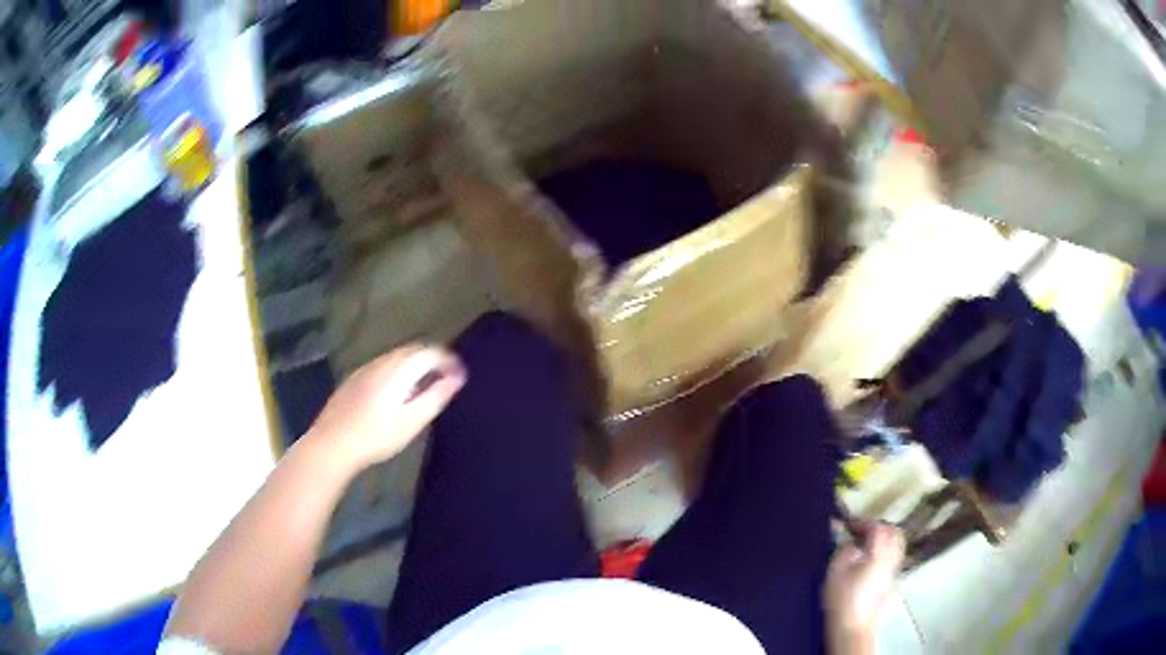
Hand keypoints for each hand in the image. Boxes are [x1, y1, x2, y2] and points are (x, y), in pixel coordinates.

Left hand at [306, 345, 465, 472]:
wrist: (333, 443)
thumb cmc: (377, 436)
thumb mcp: (412, 421)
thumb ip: (436, 396)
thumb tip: (457, 377)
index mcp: (398, 369)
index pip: (430, 352)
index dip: (448, 359)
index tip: (460, 374)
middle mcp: (381, 361)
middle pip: (412, 350)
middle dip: (432, 358)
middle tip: (446, 377)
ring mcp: (365, 368)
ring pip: (395, 356)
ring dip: (414, 363)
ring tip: (424, 385)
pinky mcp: (353, 378)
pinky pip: (382, 365)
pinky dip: (397, 370)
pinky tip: (395, 391)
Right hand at [824, 522, 904, 653]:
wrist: (853, 626)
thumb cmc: (842, 598)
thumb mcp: (835, 571)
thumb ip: (844, 550)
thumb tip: (852, 542)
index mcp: (879, 553)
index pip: (877, 528)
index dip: (864, 523)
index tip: (849, 525)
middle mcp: (892, 558)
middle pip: (894, 533)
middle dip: (879, 527)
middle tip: (862, 531)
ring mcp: (895, 570)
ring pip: (898, 544)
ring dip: (886, 538)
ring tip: (868, 544)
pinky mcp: (893, 581)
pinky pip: (895, 557)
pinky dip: (887, 551)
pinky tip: (872, 560)